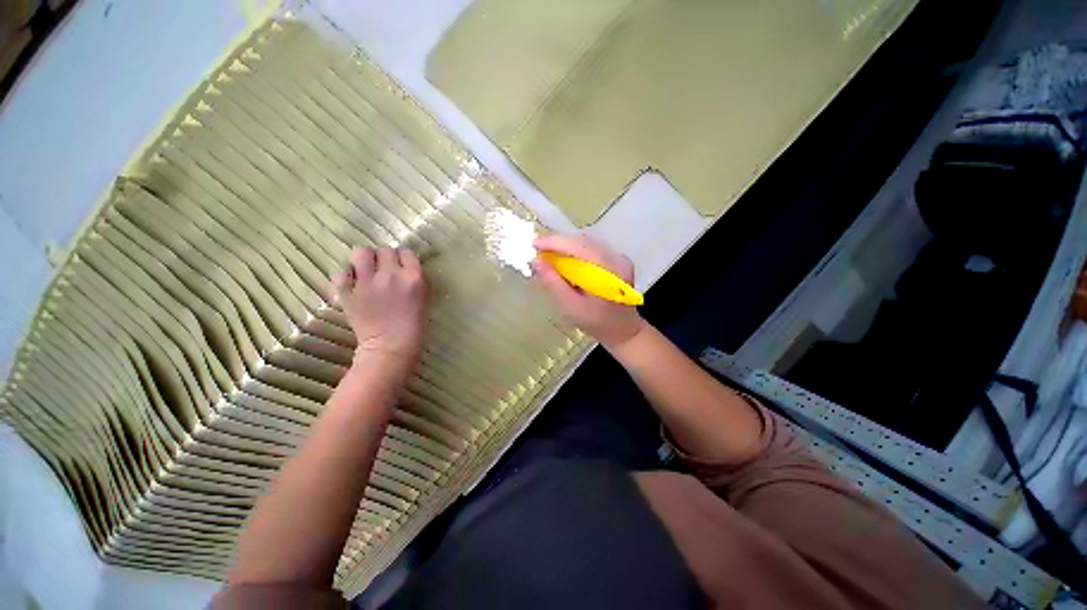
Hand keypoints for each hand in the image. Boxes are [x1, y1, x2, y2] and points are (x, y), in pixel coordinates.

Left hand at [333, 247, 427, 362]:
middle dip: (385, 258)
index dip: (403, 259)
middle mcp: (391, 275)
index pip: (406, 253)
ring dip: (364, 260)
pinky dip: (346, 275)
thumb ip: (414, 280)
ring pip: (361, 253)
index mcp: (413, 278)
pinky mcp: (348, 292)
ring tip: (365, 271)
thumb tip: (403, 267)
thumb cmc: (413, 326)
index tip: (401, 267)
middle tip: (383, 270)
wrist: (390, 346)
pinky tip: (352, 284)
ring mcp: (367, 283)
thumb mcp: (423, 298)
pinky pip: (342, 272)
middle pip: (385, 250)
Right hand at [531, 234, 644, 348]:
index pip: (579, 246)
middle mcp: (617, 258)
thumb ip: (553, 283)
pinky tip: (562, 259)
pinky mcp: (616, 260)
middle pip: (583, 241)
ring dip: (564, 246)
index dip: (554, 242)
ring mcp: (619, 257)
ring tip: (545, 254)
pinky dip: (573, 251)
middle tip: (536, 249)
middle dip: (557, 242)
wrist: (623, 330)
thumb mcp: (570, 307)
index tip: (533, 244)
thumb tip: (534, 261)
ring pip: (586, 243)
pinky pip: (590, 249)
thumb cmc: (596, 323)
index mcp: (609, 270)